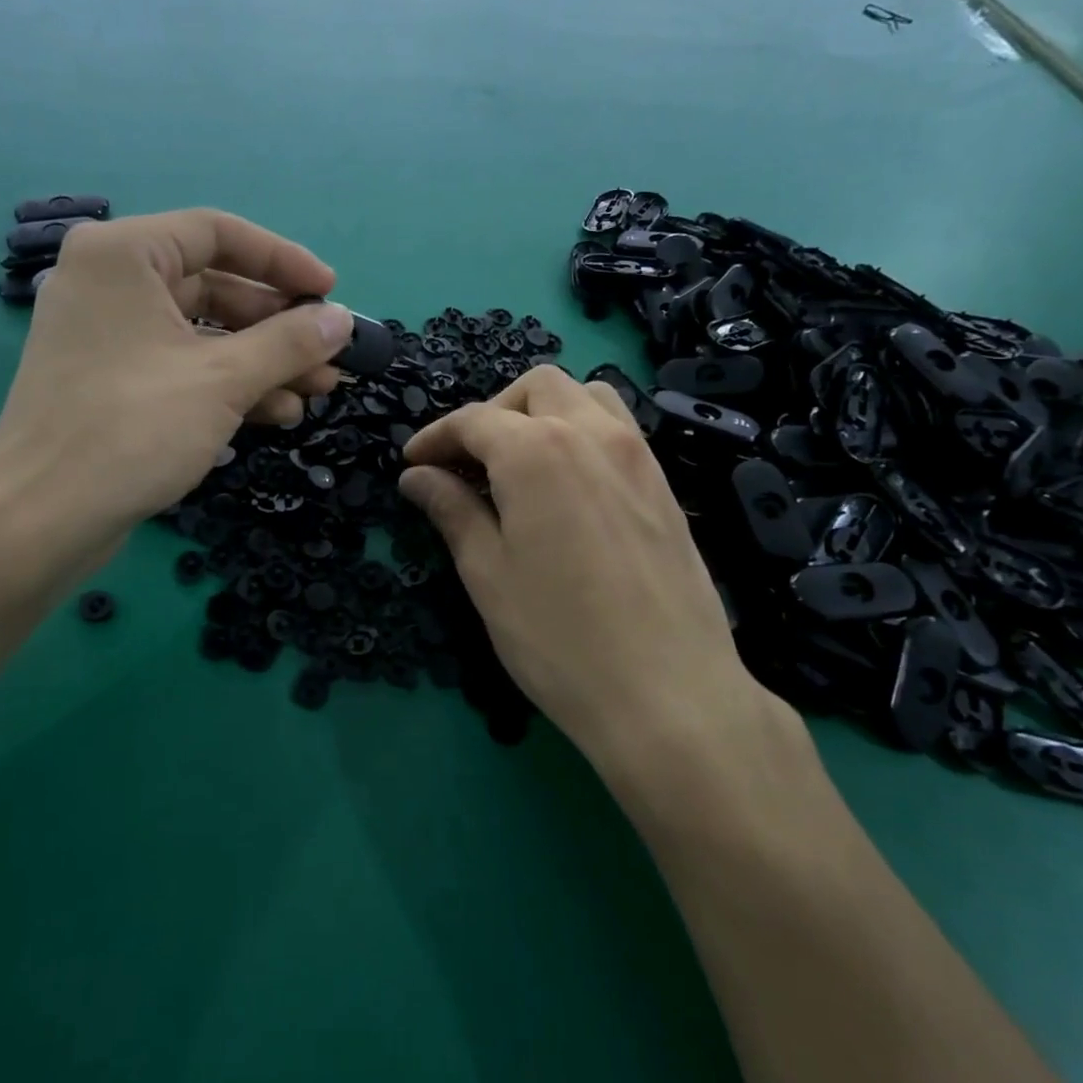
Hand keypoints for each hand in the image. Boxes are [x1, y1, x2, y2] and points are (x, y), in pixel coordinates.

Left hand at [0, 209, 352, 570]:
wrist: (42, 518)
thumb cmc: (132, 429)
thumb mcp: (224, 380)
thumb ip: (290, 343)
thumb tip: (343, 320)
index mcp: (124, 255)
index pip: (219, 233)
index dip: (284, 261)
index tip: (330, 294)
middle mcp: (110, 282)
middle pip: (215, 285)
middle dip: (279, 325)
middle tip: (329, 354)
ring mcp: (109, 333)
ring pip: (203, 331)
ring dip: (263, 359)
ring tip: (317, 390)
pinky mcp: (112, 379)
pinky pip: (182, 363)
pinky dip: (228, 382)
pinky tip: (275, 413)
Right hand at [398, 366, 791, 770]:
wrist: (669, 695)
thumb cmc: (559, 638)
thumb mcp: (487, 574)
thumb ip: (451, 510)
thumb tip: (416, 476)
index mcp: (536, 451)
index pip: (474, 420)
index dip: (435, 436)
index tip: (412, 462)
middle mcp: (590, 434)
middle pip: (534, 388)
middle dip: (493, 413)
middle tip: (468, 463)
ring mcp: (636, 455)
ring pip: (585, 396)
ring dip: (543, 412)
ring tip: (519, 463)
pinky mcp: (664, 484)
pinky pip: (618, 428)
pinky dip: (581, 431)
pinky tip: (567, 485)